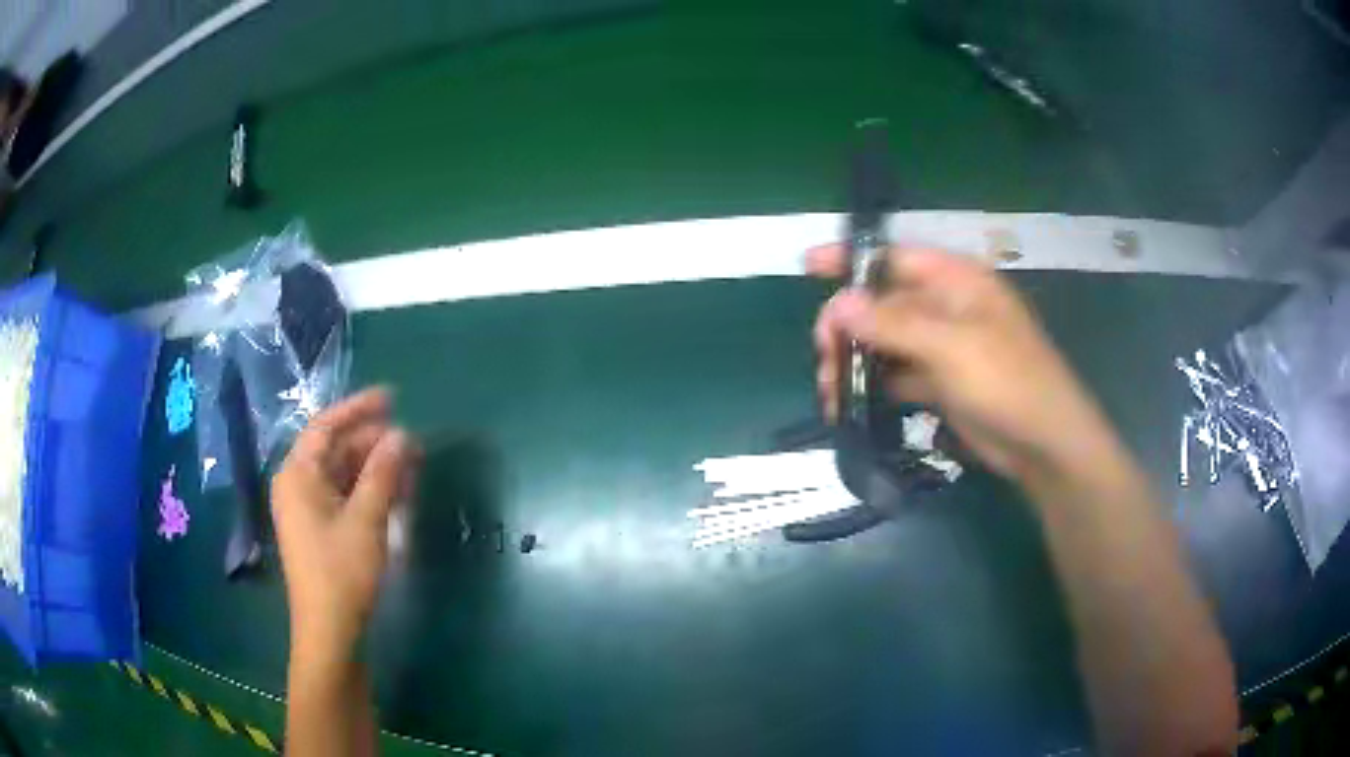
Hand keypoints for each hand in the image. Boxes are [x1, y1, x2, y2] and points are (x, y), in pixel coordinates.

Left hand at [272, 388, 419, 662]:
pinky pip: (345, 495)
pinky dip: (369, 490)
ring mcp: (308, 508)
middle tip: (412, 441)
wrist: (330, 630)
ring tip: (411, 465)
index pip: (326, 426)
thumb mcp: (366, 519)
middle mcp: (298, 485)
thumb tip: (402, 435)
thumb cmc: (341, 571)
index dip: (359, 408)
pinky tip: (397, 492)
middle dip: (373, 442)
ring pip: (343, 473)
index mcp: (297, 474)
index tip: (393, 397)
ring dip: (375, 467)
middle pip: (336, 449)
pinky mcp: (320, 529)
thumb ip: (382, 473)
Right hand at [809, 244, 1115, 483]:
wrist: (1044, 445)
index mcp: (956, 281)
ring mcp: (943, 346)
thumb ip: (893, 324)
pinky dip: (872, 387)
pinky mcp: (940, 382)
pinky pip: (897, 375)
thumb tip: (839, 304)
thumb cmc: (1008, 382)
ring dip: (855, 361)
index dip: (850, 259)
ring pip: (885, 342)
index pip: (893, 257)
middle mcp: (946, 306)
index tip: (808, 267)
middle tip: (823, 358)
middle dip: (847, 326)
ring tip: (829, 392)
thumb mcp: (952, 347)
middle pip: (883, 302)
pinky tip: (848, 405)